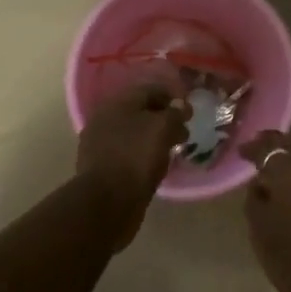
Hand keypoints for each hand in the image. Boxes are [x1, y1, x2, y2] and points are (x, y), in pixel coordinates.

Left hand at [76, 81, 186, 236]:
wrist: (107, 202)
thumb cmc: (136, 157)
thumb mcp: (163, 128)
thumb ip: (175, 113)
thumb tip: (181, 106)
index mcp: (117, 103)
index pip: (150, 90)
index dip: (173, 96)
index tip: (190, 109)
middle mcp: (105, 119)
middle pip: (140, 111)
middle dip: (164, 118)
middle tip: (184, 130)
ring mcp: (100, 144)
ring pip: (134, 134)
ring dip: (154, 138)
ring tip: (174, 149)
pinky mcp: (102, 167)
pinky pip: (128, 153)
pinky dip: (143, 155)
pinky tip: (156, 164)